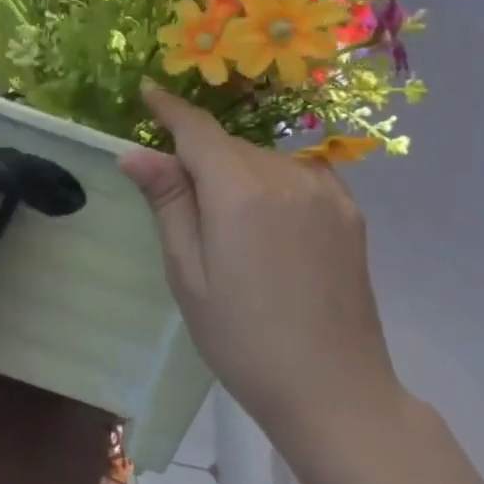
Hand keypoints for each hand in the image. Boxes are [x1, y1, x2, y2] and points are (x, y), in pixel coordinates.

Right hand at [118, 82, 401, 447]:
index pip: (197, 130)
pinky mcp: (349, 211)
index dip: (169, 109)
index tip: (147, 92)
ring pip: (261, 158)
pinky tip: (263, 221)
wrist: (335, 391)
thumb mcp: (188, 273)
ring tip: (224, 224)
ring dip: (234, 171)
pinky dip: (268, 182)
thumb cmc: (242, 338)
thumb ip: (168, 203)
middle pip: (228, 145)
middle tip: (176, 197)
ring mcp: (325, 192)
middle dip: (198, 156)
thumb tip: (135, 153)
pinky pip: (295, 175)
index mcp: (241, 192)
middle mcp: (287, 177)